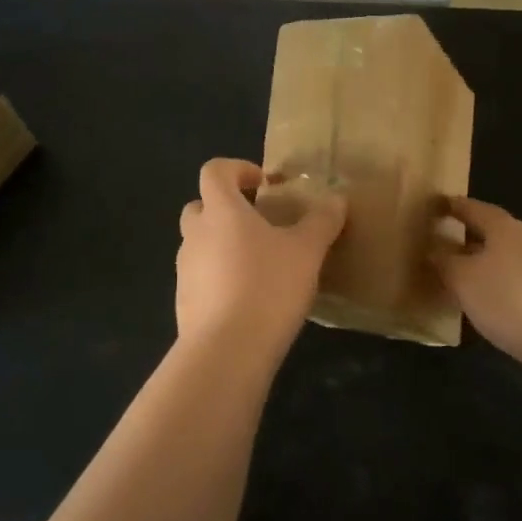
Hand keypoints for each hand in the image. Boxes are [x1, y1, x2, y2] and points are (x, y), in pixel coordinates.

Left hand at [177, 158, 345, 364]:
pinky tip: (250, 301)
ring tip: (260, 267)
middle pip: (201, 207)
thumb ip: (322, 221)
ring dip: (223, 246)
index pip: (215, 171)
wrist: (226, 351)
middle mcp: (195, 234)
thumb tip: (336, 197)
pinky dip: (220, 280)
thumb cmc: (268, 286)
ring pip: (200, 245)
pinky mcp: (184, 303)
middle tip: (260, 225)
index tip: (263, 184)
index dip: (237, 169)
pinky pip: (201, 279)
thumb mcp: (307, 251)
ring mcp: (184, 270)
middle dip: (226, 209)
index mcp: (221, 210)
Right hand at [432, 198, 521, 403]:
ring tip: (452, 282)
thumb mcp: (465, 279)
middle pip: (491, 236)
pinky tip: (483, 313)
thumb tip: (432, 248)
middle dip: (465, 240)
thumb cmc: (514, 300)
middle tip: (434, 247)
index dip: (452, 206)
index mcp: (506, 229)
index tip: (432, 206)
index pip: (473, 208)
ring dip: (480, 271)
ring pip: (503, 266)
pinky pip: (515, 292)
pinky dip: (496, 296)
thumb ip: (445, 262)